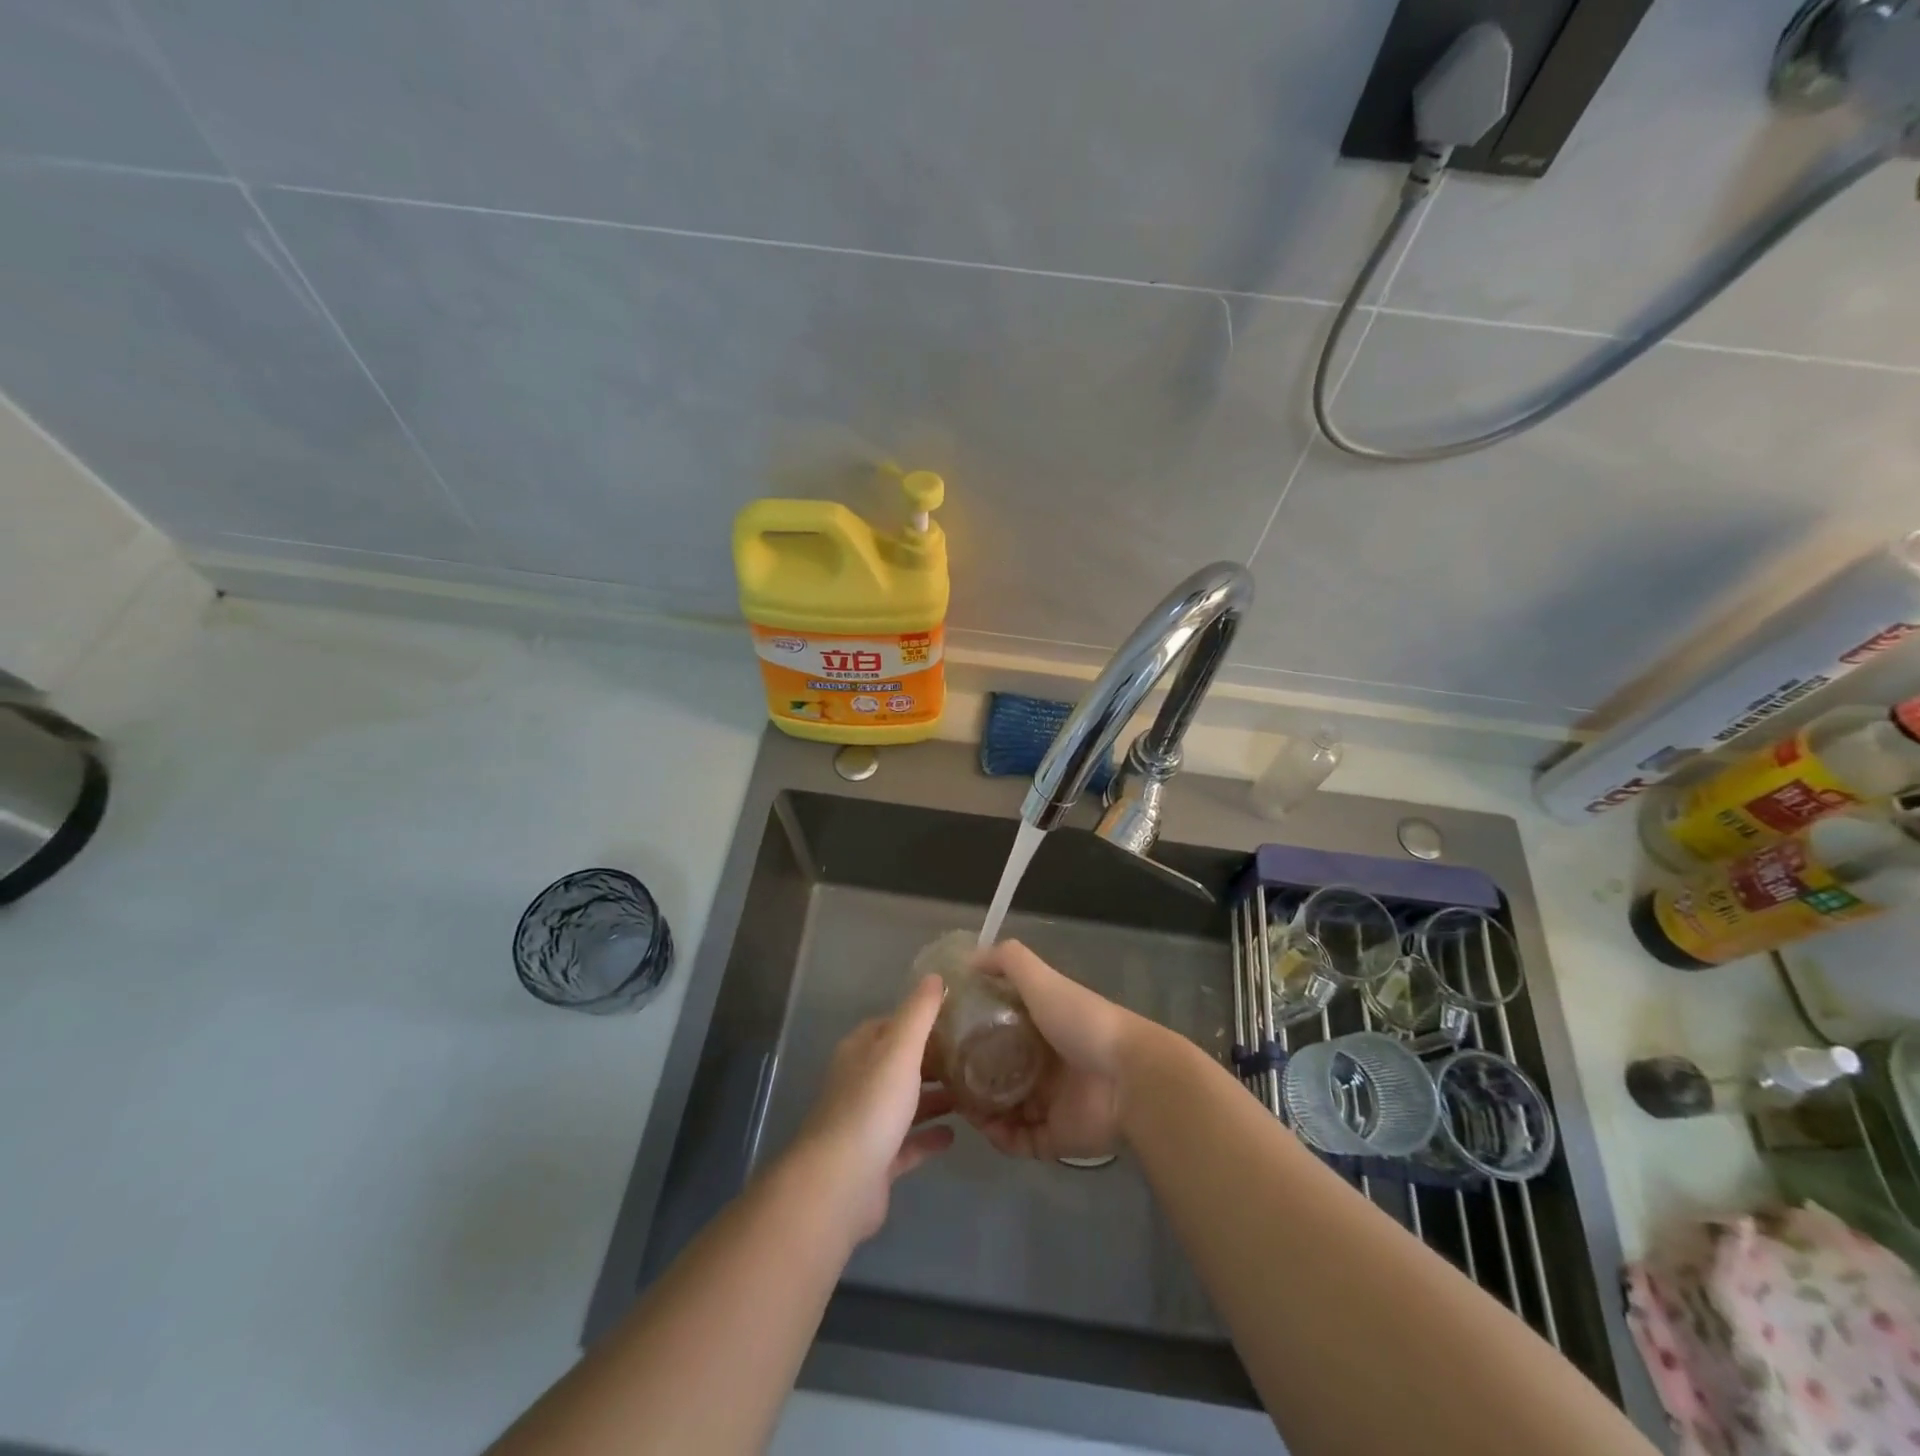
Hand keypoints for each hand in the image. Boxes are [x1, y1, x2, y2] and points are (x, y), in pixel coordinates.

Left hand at [792, 973, 955, 1242]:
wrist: (840, 1183)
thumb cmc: (872, 1105)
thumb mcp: (900, 1048)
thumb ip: (919, 1012)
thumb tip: (934, 975)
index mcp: (861, 1051)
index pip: (892, 1025)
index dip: (921, 1020)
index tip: (957, 1019)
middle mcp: (860, 1082)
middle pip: (901, 1064)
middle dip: (933, 1060)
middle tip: (973, 1056)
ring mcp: (867, 1123)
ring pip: (906, 1103)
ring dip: (935, 1098)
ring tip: (972, 1092)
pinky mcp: (877, 1161)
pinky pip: (908, 1143)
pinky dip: (929, 1136)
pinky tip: (955, 1134)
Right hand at [963, 941, 1163, 1160]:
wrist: (1129, 1077)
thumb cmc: (1082, 1022)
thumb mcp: (1042, 980)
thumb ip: (1009, 962)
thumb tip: (970, 958)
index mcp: (1042, 1027)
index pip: (1000, 1029)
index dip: (973, 1033)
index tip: (944, 1037)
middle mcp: (1044, 1064)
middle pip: (999, 1072)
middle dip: (972, 1077)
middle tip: (945, 1079)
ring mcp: (1050, 1103)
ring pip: (1004, 1110)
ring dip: (981, 1110)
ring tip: (960, 1106)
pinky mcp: (1056, 1137)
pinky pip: (1019, 1142)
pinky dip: (1001, 1138)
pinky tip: (986, 1128)